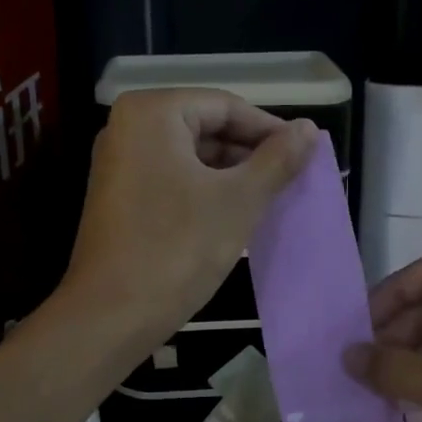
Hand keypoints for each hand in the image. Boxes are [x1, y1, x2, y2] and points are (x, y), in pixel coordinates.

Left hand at [65, 88, 317, 349]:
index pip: (226, 106)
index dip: (270, 130)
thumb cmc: (178, 248)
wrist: (112, 315)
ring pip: (191, 157)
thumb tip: (310, 129)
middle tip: (291, 180)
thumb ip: (277, 159)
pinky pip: (173, 179)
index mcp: (152, 113)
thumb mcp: (238, 200)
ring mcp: (119, 163)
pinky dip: (205, 191)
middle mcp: (128, 128)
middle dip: (250, 154)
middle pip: (206, 127)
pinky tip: (234, 215)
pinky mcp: (119, 196)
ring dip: (231, 175)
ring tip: (270, 199)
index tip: (306, 155)